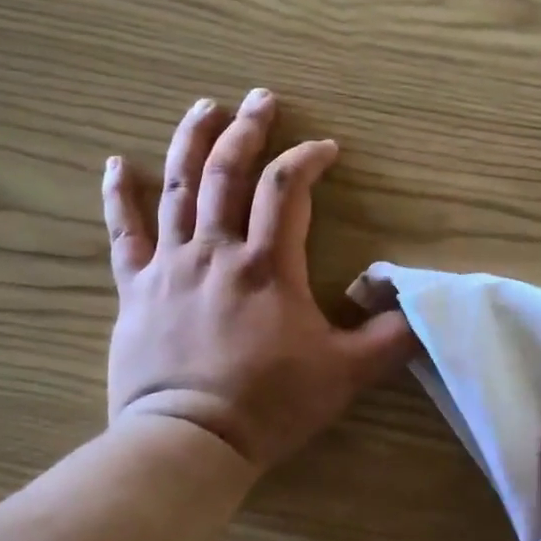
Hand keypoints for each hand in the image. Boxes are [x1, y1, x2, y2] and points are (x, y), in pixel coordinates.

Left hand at [101, 90, 416, 469]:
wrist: (189, 442)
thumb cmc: (270, 404)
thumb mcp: (347, 373)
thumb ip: (391, 336)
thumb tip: (423, 306)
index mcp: (267, 265)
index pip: (288, 188)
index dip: (308, 159)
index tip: (326, 149)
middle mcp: (216, 251)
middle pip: (229, 172)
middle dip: (249, 130)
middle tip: (262, 98)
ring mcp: (170, 266)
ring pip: (178, 188)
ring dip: (192, 142)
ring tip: (205, 107)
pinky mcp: (136, 288)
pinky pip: (124, 233)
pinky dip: (118, 195)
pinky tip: (117, 163)